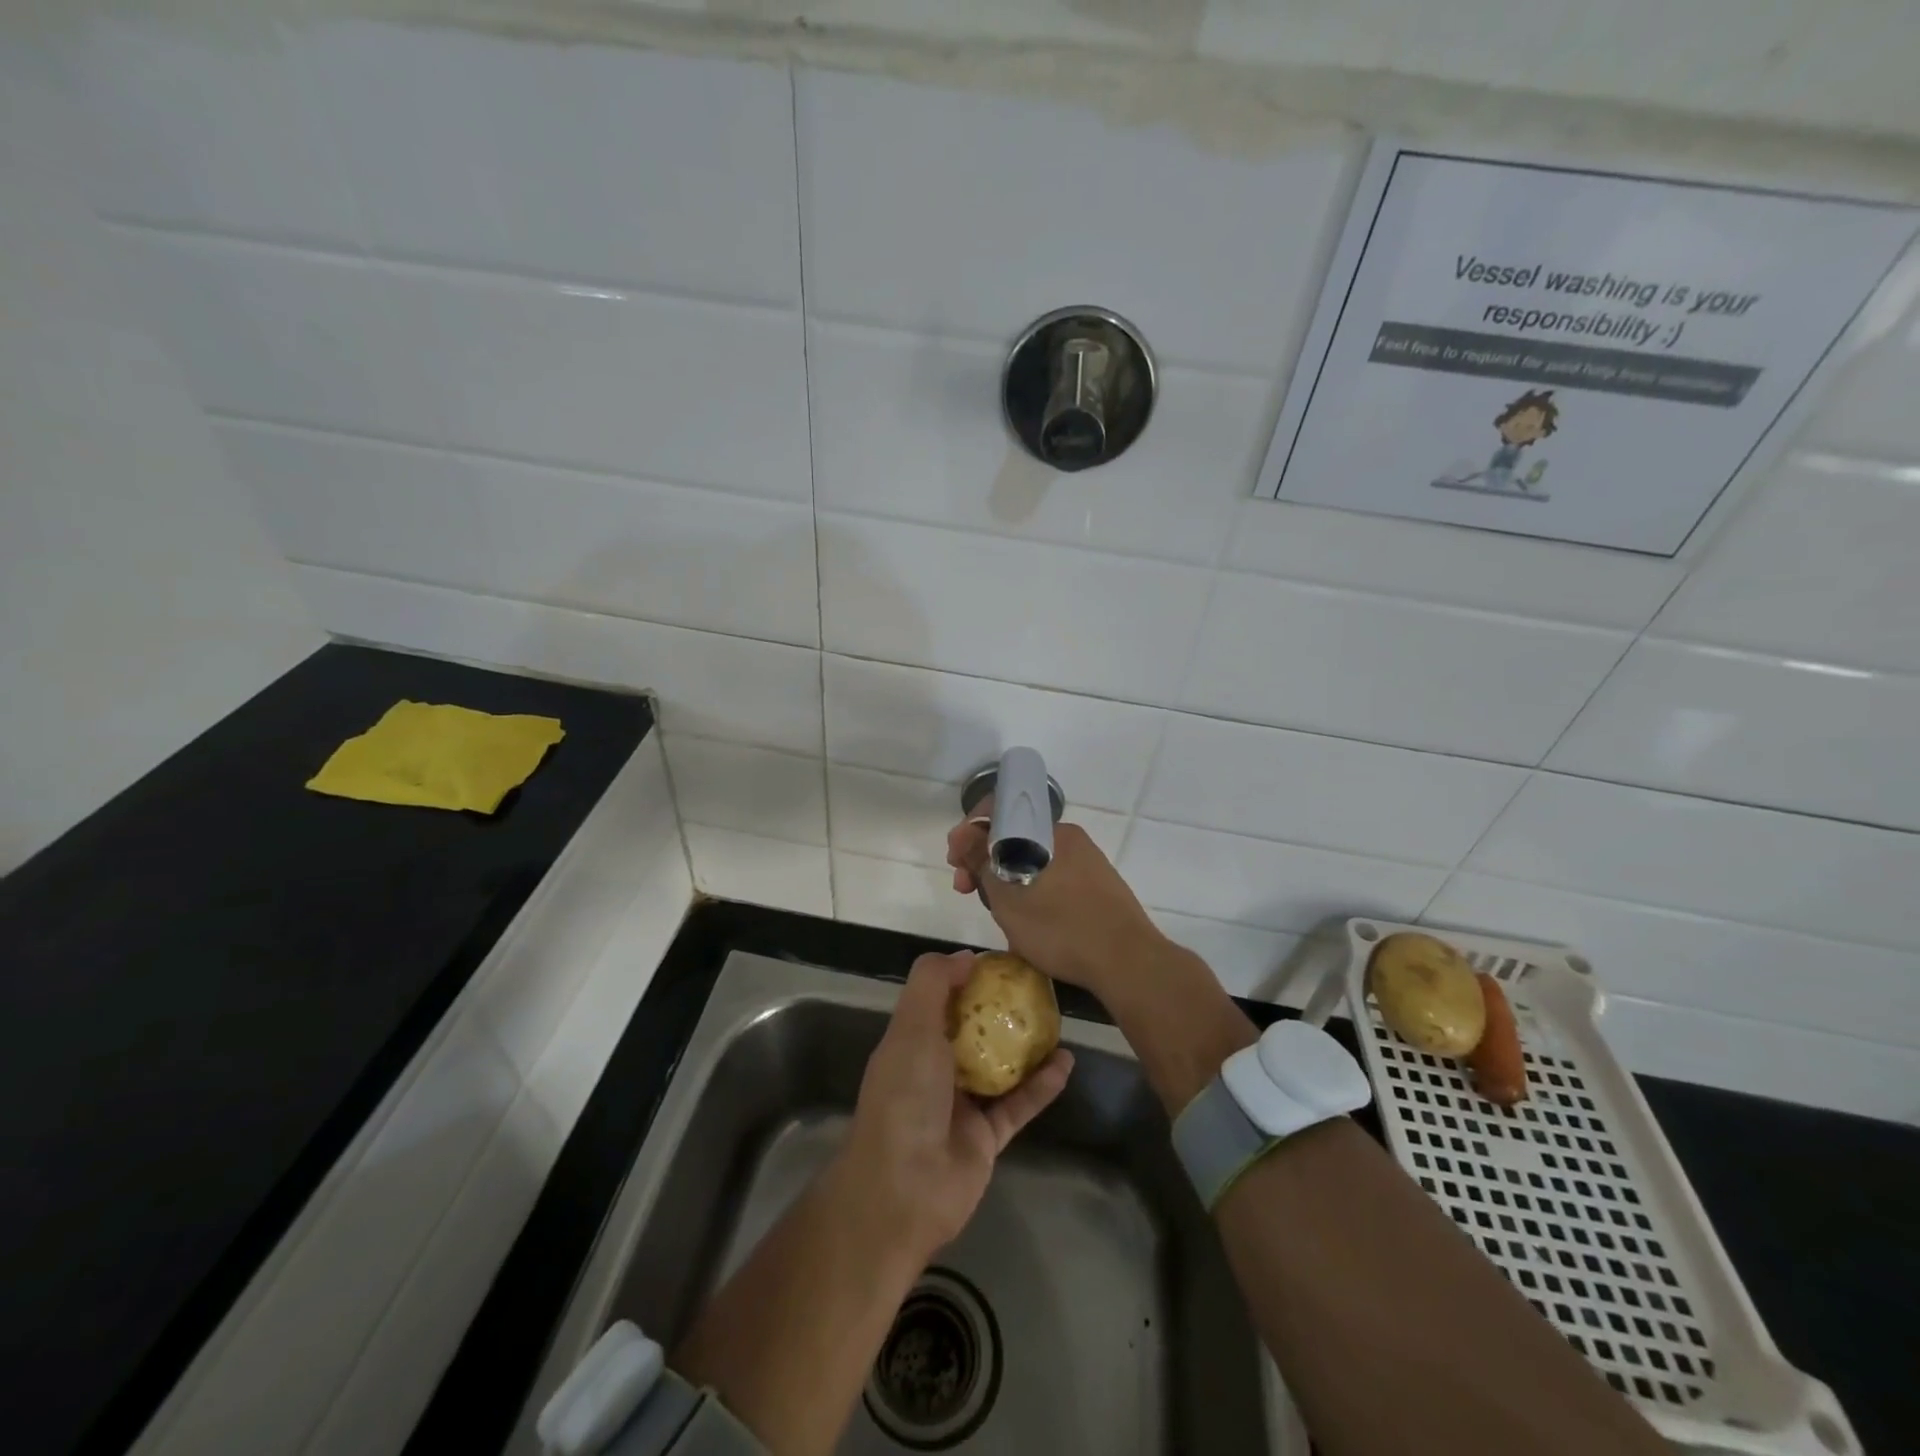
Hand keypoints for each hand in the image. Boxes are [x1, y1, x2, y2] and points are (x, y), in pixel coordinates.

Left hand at [837, 951, 1071, 1267]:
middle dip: (1001, 1010)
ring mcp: (962, 1105)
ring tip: (1057, 1019)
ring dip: (1026, 1045)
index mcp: (911, 1041)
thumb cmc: (904, 1096)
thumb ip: (933, 983)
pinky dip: (1042, 1085)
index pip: (941, 1000)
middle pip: (973, 1031)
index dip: (967, 978)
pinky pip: (1019, 1103)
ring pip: (1000, 1066)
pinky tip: (1066, 1061)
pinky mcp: (987, 1137)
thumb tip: (966, 956)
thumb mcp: (911, 1027)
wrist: (903, 1191)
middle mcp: (935, 1069)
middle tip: (1038, 988)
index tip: (1002, 962)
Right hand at [947, 810, 1168, 998]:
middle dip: (985, 861)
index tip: (955, 862)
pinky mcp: (1098, 888)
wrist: (1130, 964)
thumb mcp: (1008, 897)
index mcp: (1050, 831)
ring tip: (996, 915)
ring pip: (1032, 862)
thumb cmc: (1062, 928)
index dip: (970, 831)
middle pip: (1015, 838)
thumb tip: (964, 833)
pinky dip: (1031, 893)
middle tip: (966, 891)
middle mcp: (1070, 839)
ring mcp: (1087, 864)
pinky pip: (1053, 880)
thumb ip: (981, 860)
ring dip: (1006, 881)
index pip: (1001, 811)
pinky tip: (1026, 924)